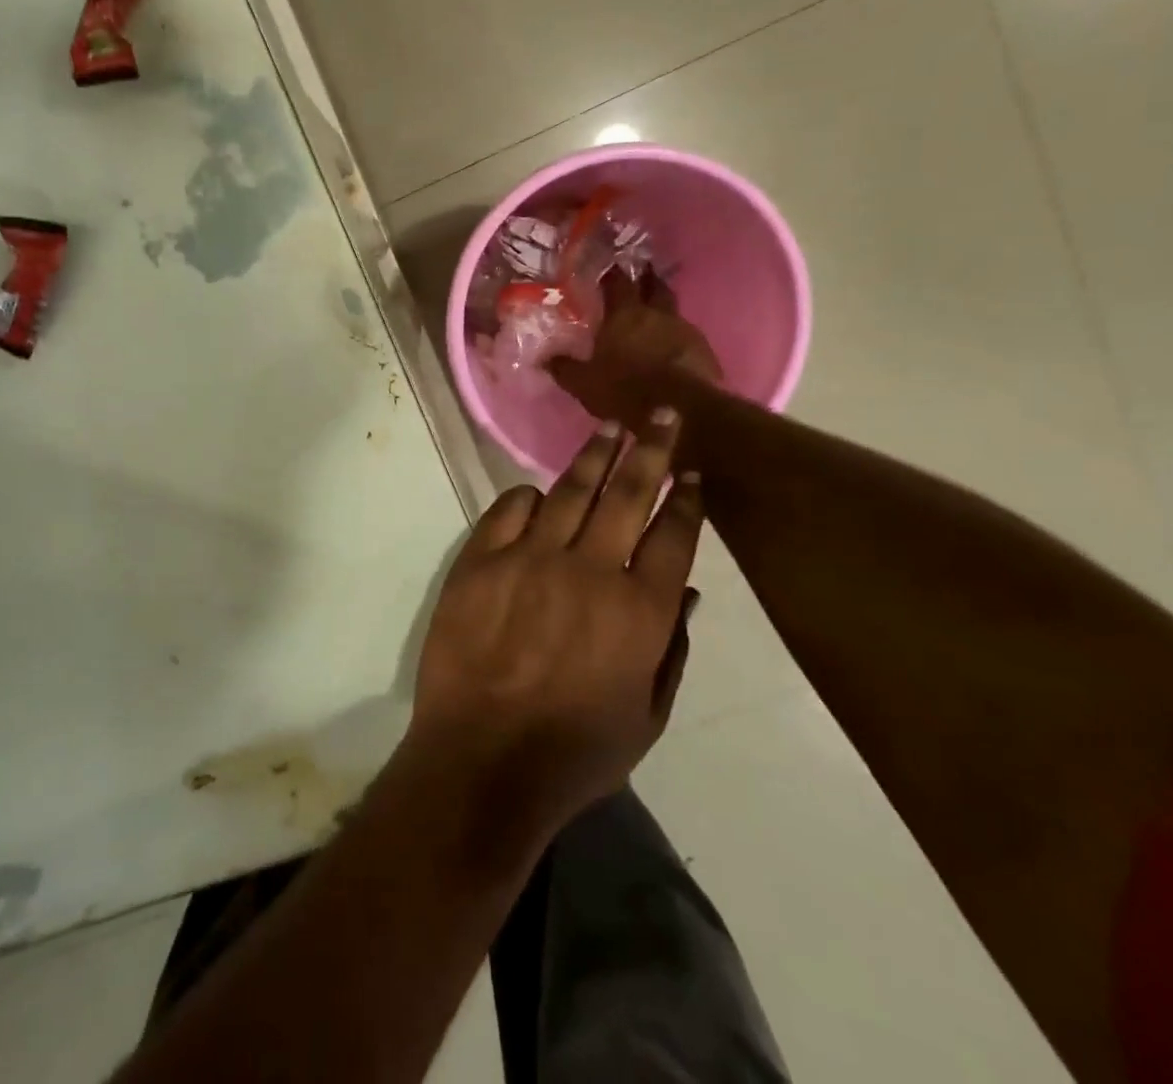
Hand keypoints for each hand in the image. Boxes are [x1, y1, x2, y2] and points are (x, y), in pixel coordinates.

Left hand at [408, 413, 703, 844]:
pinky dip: (527, 497)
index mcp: (640, 612)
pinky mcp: (480, 561)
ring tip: (610, 428)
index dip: (686, 499)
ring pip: (569, 491)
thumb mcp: (647, 716)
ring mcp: (530, 560)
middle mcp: (590, 571)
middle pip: (627, 495)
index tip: (692, 472)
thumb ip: (672, 650)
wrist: (483, 760)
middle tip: (662, 414)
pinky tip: (539, 493)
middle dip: (650, 450)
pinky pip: (508, 510)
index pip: (674, 536)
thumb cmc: (575, 753)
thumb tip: (690, 594)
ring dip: (594, 456)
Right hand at [550, 270, 722, 427]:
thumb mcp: (584, 383)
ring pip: (673, 310)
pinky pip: (687, 336)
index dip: (612, 273)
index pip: (618, 282)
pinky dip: (677, 337)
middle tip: (641, 275)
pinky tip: (671, 348)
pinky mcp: (704, 350)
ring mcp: (685, 330)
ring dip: (663, 310)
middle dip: (647, 279)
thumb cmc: (626, 390)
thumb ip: (564, 368)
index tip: (608, 267)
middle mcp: (657, 314)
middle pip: (654, 286)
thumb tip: (545, 358)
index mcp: (625, 314)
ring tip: (654, 316)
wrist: (683, 410)